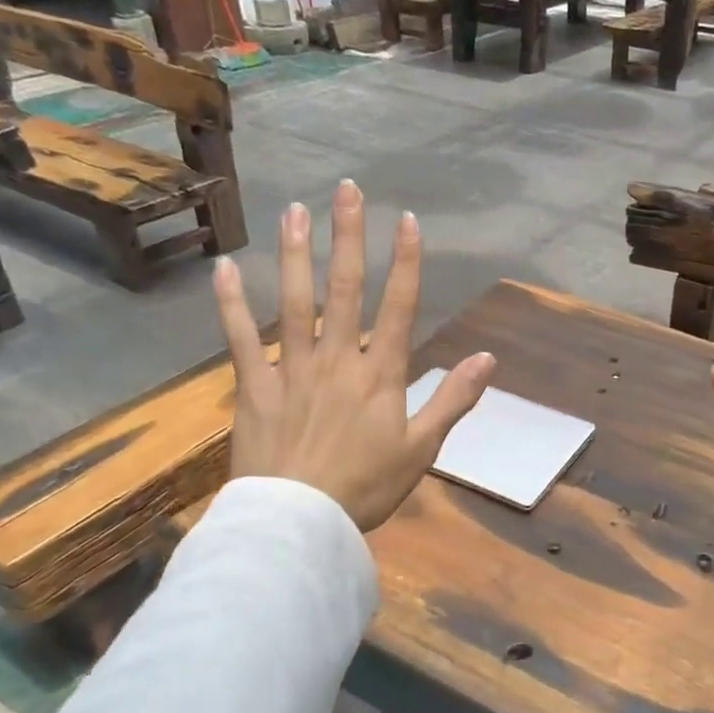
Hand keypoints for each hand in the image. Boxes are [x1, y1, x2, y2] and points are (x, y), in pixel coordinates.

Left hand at [212, 180, 494, 531]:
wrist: (301, 522)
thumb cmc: (366, 488)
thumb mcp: (422, 449)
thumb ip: (453, 400)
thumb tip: (487, 358)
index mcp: (380, 375)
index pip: (399, 307)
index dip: (405, 262)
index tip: (406, 220)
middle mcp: (338, 359)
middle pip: (345, 289)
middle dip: (349, 237)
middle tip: (347, 190)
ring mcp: (293, 369)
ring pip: (294, 302)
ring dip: (296, 253)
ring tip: (294, 210)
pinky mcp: (254, 387)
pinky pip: (240, 340)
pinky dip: (232, 304)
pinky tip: (226, 269)